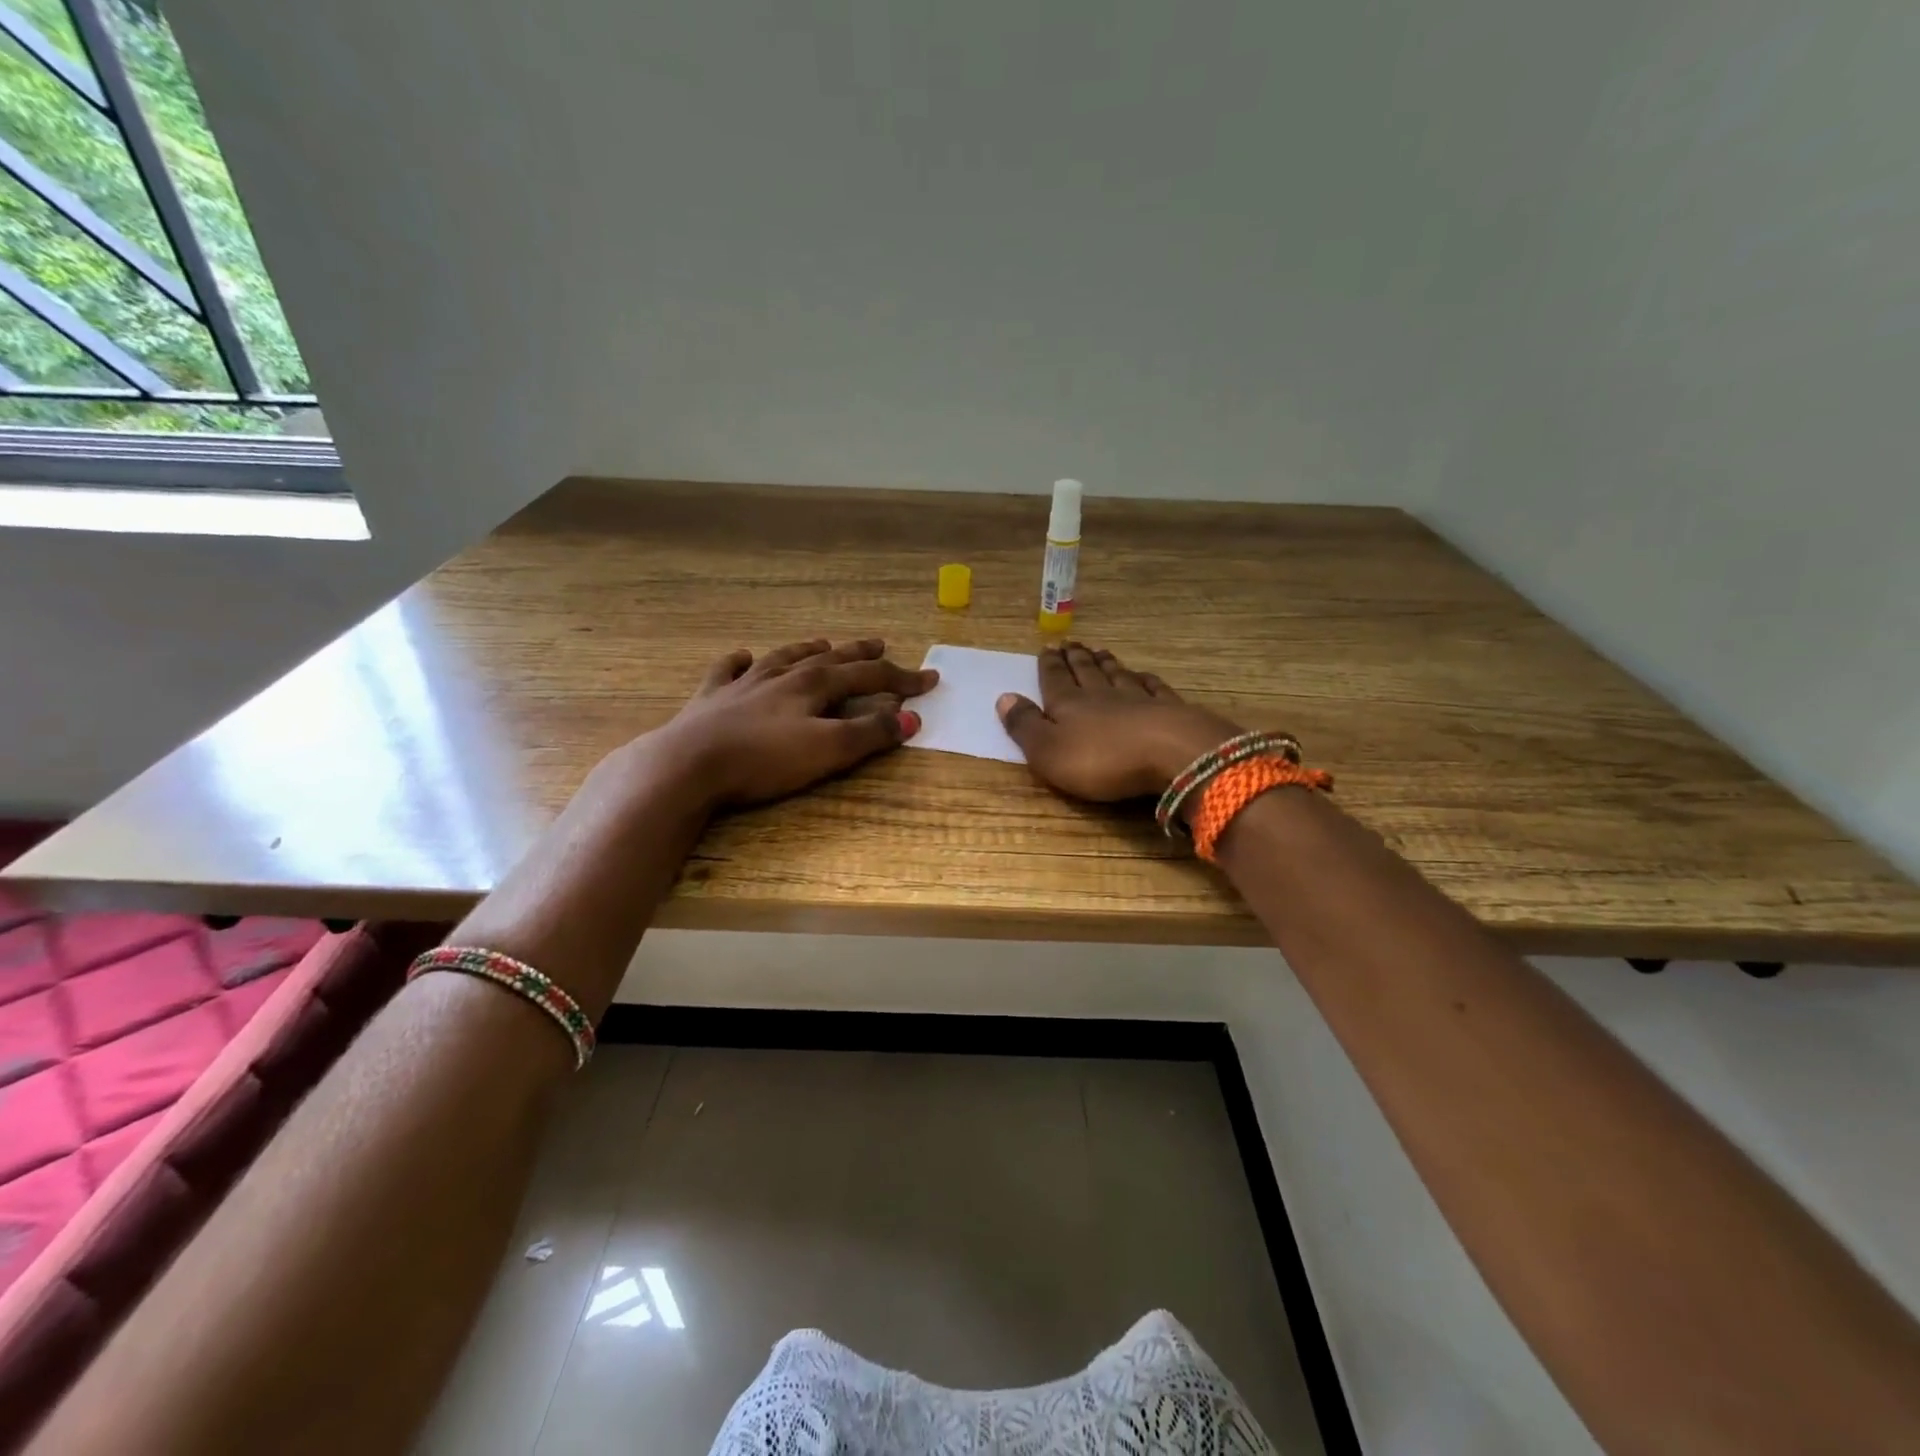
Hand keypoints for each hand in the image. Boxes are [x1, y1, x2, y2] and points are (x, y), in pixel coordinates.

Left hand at [639, 637, 936, 807]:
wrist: (688, 764)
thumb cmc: (764, 759)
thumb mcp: (827, 750)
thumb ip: (869, 734)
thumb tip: (911, 717)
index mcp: (814, 685)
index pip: (869, 677)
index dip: (902, 678)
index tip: (929, 679)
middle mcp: (783, 675)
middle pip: (830, 659)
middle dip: (859, 654)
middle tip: (880, 644)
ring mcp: (744, 683)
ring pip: (784, 657)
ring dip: (807, 650)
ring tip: (823, 644)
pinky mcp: (711, 698)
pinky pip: (727, 670)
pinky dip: (738, 661)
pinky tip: (742, 656)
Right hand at [996, 643, 1242, 801]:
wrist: (1172, 755)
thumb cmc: (1102, 760)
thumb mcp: (1048, 752)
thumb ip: (1026, 726)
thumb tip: (1003, 697)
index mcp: (1069, 705)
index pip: (1054, 680)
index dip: (1049, 665)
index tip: (1047, 648)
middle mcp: (1102, 695)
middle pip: (1086, 672)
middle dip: (1075, 658)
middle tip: (1070, 643)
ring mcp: (1139, 699)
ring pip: (1117, 675)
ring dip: (1106, 663)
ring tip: (1099, 651)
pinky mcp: (1169, 711)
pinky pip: (1153, 688)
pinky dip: (1145, 680)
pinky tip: (1142, 675)